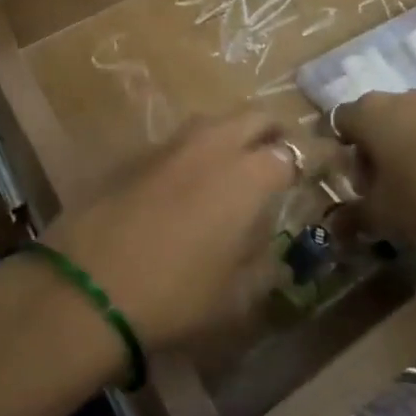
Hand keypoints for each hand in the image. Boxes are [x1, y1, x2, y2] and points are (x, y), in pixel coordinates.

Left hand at [42, 111, 296, 352]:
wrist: (89, 282)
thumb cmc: (175, 296)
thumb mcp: (235, 298)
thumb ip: (262, 265)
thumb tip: (270, 248)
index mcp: (248, 174)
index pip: (294, 151)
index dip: (314, 157)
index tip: (326, 165)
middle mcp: (214, 144)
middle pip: (255, 116)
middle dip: (276, 130)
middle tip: (283, 158)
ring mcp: (173, 143)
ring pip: (217, 120)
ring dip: (236, 134)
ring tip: (240, 168)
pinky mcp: (140, 152)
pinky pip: (185, 139)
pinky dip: (201, 150)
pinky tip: (194, 182)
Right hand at [336, 91, 415, 280]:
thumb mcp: (382, 218)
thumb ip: (353, 219)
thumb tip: (334, 227)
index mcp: (367, 112)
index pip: (339, 122)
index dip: (344, 153)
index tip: (357, 185)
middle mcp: (398, 98)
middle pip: (376, 122)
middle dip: (377, 154)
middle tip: (387, 193)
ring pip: (411, 126)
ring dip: (411, 154)